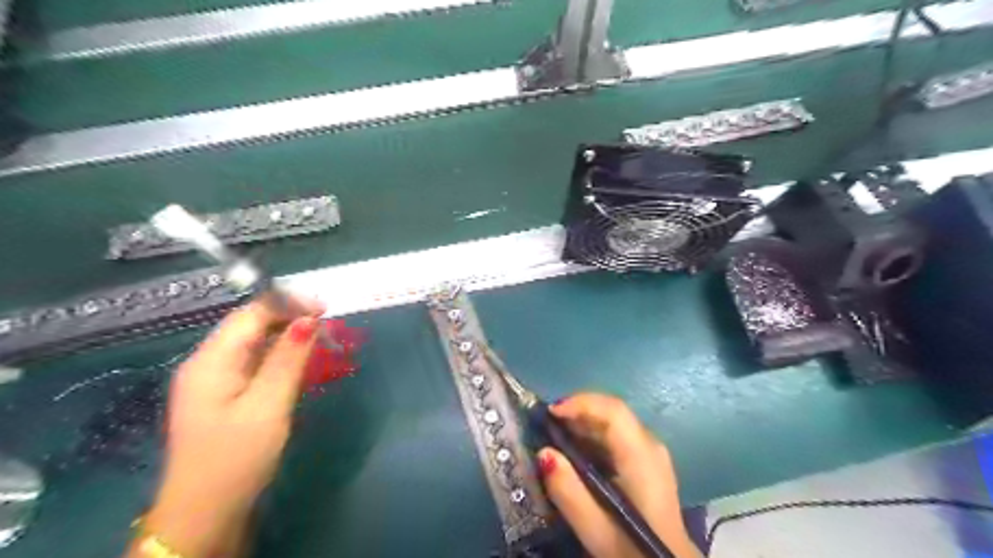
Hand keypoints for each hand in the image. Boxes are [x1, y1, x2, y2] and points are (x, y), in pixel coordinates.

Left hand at [134, 301, 322, 557]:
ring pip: (254, 343)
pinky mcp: (225, 396)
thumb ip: (287, 359)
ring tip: (321, 341)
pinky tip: (300, 364)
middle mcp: (208, 363)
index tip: (325, 309)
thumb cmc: (237, 458)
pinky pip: (255, 363)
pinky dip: (280, 357)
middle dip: (289, 317)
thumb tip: (309, 318)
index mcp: (211, 361)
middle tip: (328, 325)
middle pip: (250, 325)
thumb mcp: (268, 406)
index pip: (250, 313)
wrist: (205, 515)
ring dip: (287, 337)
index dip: (288, 304)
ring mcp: (215, 381)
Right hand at [539, 392, 701, 557]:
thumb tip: (544, 453)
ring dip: (583, 423)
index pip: (613, 411)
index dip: (581, 403)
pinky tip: (575, 453)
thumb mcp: (596, 529)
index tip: (549, 412)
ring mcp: (651, 452)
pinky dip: (592, 436)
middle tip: (545, 425)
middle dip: (576, 412)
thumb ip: (568, 491)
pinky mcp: (647, 462)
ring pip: (613, 422)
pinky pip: (617, 436)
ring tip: (554, 436)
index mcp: (641, 456)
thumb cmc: (633, 549)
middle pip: (612, 413)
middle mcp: (650, 445)